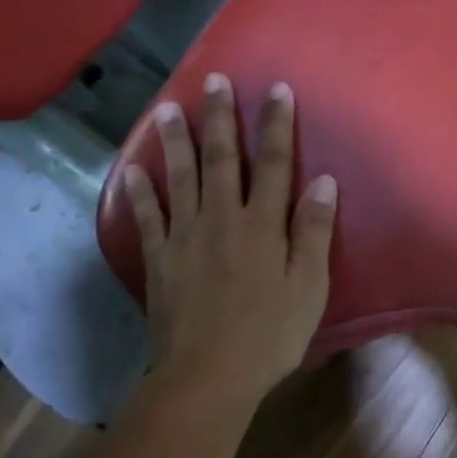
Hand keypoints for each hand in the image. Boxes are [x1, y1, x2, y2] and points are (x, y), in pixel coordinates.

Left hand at [118, 73, 337, 413]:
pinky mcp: (160, 260)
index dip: (276, 124)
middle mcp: (222, 219)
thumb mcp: (309, 287)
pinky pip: (147, 219)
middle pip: (222, 159)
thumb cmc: (269, 335)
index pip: (274, 163)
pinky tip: (132, 169)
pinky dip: (138, 193)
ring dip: (175, 141)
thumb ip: (314, 232)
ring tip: (167, 108)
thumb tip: (324, 180)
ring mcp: (185, 237)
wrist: (207, 377)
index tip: (276, 89)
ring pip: (180, 178)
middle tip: (214, 80)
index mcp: (263, 225)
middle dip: (220, 118)